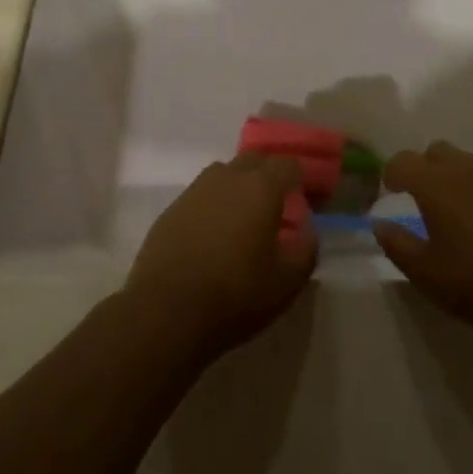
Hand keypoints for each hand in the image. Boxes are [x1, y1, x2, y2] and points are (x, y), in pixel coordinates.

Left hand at [125, 154, 317, 357]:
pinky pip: (199, 196)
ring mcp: (196, 190)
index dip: (299, 178)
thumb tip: (307, 232)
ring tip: (241, 218)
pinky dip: (211, 206)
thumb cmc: (235, 295)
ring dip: (237, 187)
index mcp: (261, 188)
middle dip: (268, 175)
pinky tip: (210, 236)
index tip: (304, 198)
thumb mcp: (286, 283)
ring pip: (224, 174)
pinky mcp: (171, 209)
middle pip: (254, 160)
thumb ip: (305, 251)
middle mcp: (229, 178)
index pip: (288, 165)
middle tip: (274, 205)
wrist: (166, 312)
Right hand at [373, 141, 472, 342]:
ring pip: (465, 160)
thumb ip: (397, 244)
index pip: (404, 161)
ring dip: (452, 174)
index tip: (389, 190)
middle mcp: (465, 170)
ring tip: (451, 207)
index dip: (392, 172)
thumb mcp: (425, 273)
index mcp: (435, 184)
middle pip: (437, 150)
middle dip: (423, 167)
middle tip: (419, 196)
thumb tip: (380, 225)